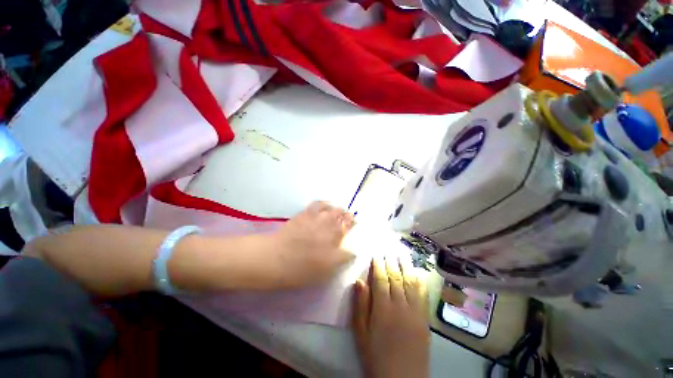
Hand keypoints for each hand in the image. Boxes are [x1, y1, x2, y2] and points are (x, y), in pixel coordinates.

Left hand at [260, 201, 355, 288]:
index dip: (353, 226)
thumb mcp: (325, 271)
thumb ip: (341, 259)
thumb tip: (352, 252)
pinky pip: (319, 204)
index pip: (349, 231)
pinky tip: (326, 205)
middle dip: (349, 217)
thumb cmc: (301, 269)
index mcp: (336, 241)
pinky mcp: (306, 214)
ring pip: (334, 209)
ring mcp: (318, 219)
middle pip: (344, 217)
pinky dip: (325, 203)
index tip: (354, 226)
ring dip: (339, 210)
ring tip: (339, 211)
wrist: (276, 258)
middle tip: (349, 218)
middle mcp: (330, 227)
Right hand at [353, 257, 429, 377]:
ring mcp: (415, 312)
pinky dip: (419, 281)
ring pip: (410, 282)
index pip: (381, 280)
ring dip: (406, 266)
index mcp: (383, 309)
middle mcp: (401, 306)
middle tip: (388, 249)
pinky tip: (417, 272)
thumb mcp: (361, 334)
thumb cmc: (376, 356)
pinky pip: (423, 295)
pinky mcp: (425, 319)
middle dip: (391, 262)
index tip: (377, 254)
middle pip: (396, 278)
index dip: (379, 265)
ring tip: (402, 254)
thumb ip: (360, 306)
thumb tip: (359, 281)